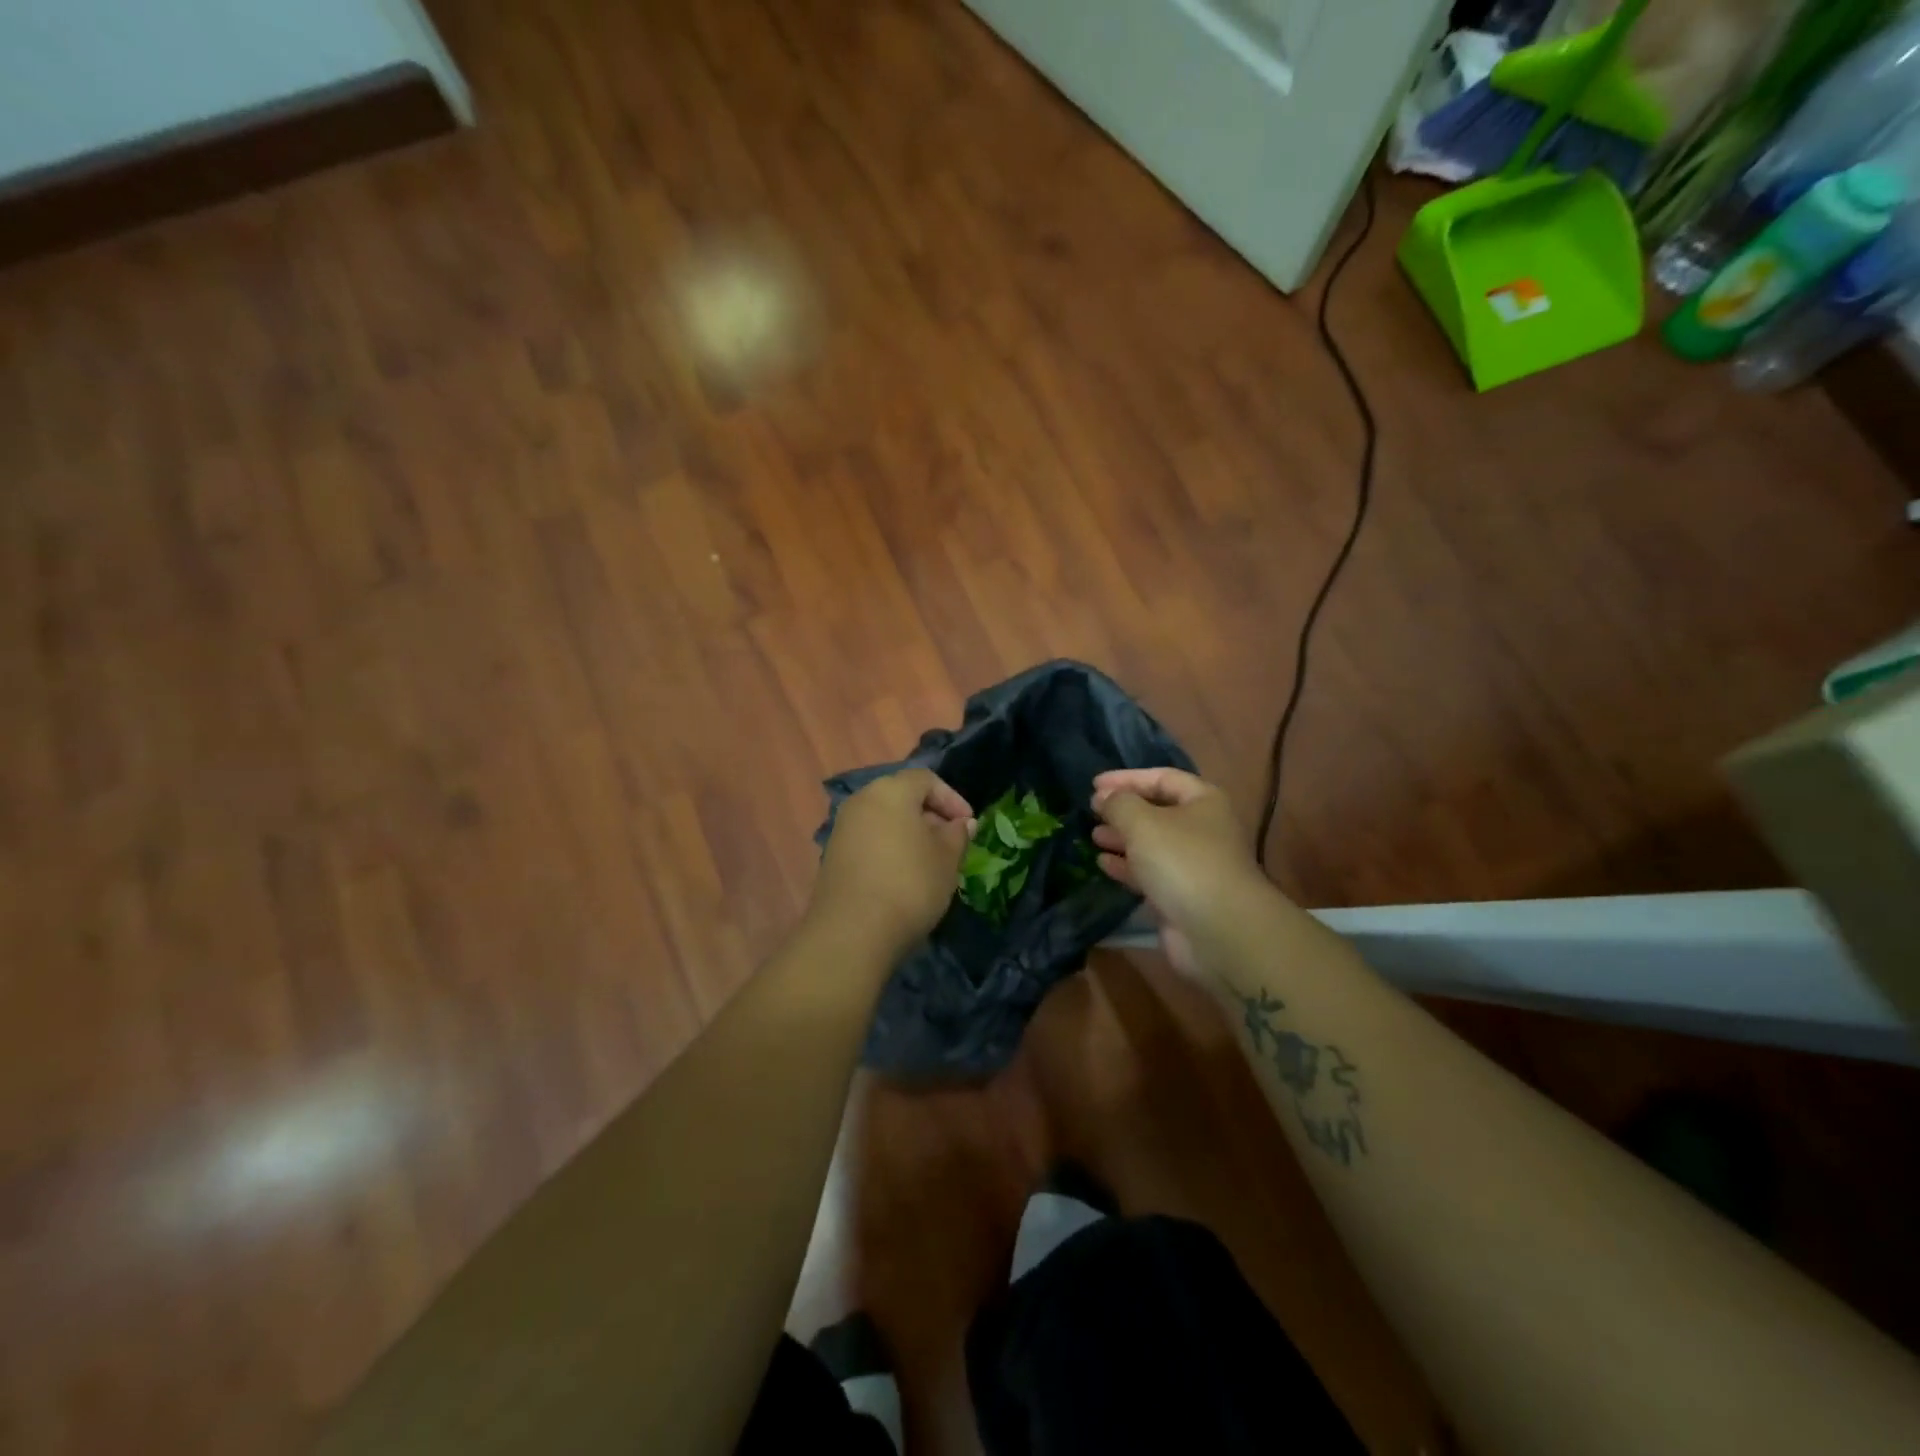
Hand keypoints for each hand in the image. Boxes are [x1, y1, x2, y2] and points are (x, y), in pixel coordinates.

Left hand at [813, 769, 974, 957]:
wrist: (852, 932)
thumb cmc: (909, 885)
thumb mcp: (947, 859)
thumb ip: (957, 834)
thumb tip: (962, 823)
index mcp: (891, 791)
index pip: (926, 779)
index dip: (952, 798)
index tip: (968, 825)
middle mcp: (862, 800)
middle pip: (902, 796)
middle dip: (930, 816)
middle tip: (951, 842)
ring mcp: (843, 828)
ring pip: (884, 819)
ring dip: (909, 834)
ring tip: (930, 862)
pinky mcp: (833, 855)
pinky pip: (869, 839)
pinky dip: (889, 848)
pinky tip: (903, 876)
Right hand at [1090, 768, 1269, 976]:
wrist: (1218, 930)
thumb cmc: (1182, 861)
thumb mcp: (1142, 822)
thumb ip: (1118, 803)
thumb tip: (1104, 798)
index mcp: (1203, 801)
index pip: (1162, 777)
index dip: (1127, 778)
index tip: (1093, 784)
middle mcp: (1202, 829)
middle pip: (1157, 811)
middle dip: (1123, 810)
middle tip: (1092, 812)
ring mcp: (1194, 864)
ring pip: (1152, 843)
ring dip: (1122, 838)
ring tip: (1093, 836)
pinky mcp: (1182, 895)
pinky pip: (1150, 873)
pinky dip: (1127, 866)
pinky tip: (1104, 864)